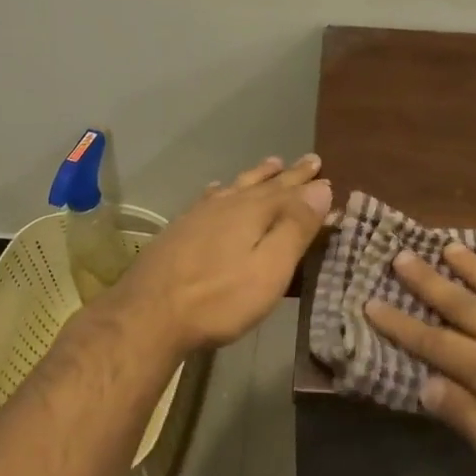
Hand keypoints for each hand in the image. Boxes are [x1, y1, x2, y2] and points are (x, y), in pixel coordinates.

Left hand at [120, 155, 331, 352]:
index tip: (326, 172)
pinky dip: (221, 189)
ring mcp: (200, 215)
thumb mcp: (270, 268)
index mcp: (254, 211)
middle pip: (264, 184)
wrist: (149, 315)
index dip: (310, 185)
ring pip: (236, 186)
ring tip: (271, 164)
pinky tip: (217, 189)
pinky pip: (209, 197)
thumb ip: (296, 228)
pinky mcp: (180, 229)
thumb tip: (321, 187)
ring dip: (257, 176)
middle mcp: (227, 204)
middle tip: (309, 160)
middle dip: (289, 174)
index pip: (291, 191)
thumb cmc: (219, 298)